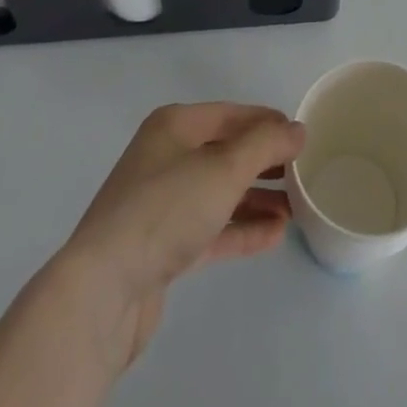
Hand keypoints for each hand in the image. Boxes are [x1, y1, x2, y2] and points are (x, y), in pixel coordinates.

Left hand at [57, 103, 303, 374]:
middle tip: (303, 174)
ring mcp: (161, 204)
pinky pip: (211, 228)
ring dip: (257, 199)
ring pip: (220, 192)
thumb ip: (266, 145)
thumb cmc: (166, 210)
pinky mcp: (161, 247)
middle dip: (265, 163)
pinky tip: (274, 235)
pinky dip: (241, 229)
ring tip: (296, 208)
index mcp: (175, 125)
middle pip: (226, 152)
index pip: (232, 115)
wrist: (102, 291)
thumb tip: (297, 130)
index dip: (268, 122)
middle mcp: (166, 157)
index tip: (302, 138)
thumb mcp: (224, 168)